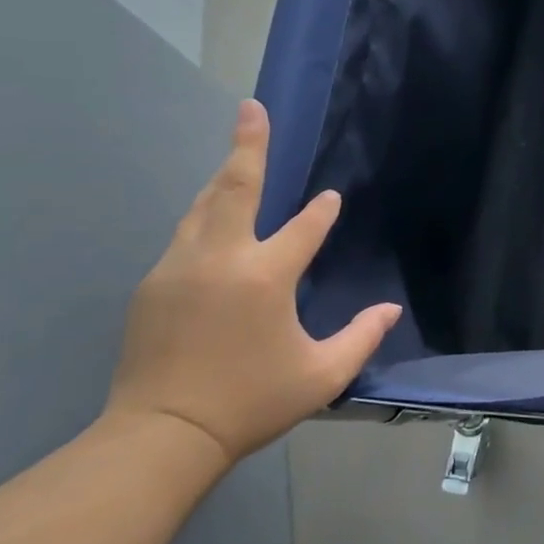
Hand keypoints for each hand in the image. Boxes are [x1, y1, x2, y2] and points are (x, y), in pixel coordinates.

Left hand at [104, 99, 400, 468]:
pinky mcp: (153, 285)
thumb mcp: (321, 375)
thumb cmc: (250, 403)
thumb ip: (362, 337)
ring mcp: (178, 268)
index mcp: (263, 277)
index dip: (320, 213)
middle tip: (252, 109)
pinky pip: (185, 236)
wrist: (161, 435)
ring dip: (222, 179)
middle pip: (234, 188)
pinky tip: (213, 223)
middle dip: (247, 146)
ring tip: (236, 156)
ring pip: (202, 207)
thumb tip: (390, 309)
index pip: (302, 229)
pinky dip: (204, 218)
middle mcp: (218, 259)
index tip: (331, 199)